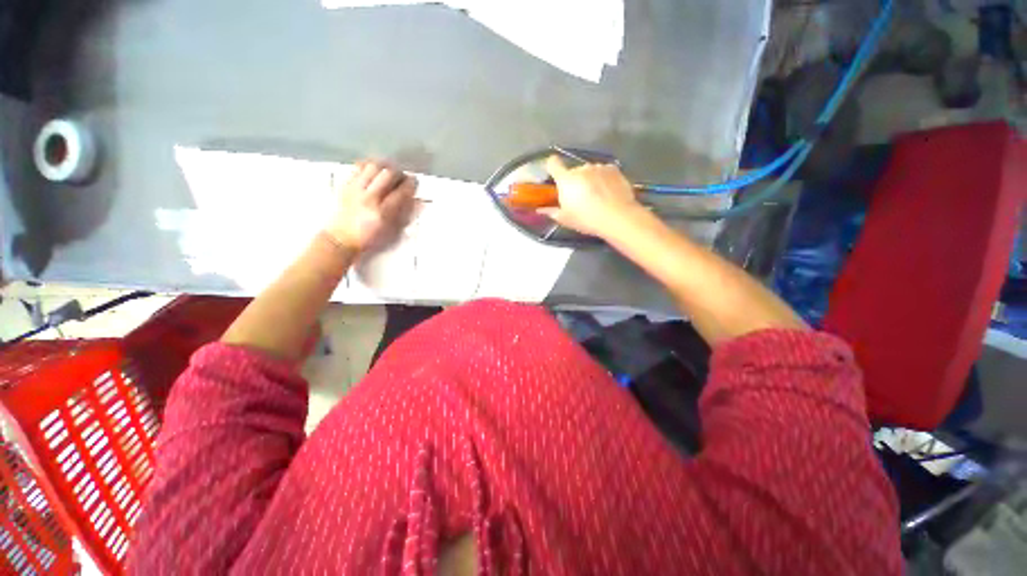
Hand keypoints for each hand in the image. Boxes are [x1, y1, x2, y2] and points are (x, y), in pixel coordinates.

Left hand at [325, 160, 416, 251]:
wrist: (341, 239)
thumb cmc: (369, 239)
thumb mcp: (391, 232)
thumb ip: (403, 216)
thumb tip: (415, 201)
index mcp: (382, 213)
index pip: (400, 192)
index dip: (410, 184)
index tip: (414, 181)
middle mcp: (369, 198)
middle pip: (387, 174)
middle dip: (398, 172)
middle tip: (402, 175)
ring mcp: (356, 189)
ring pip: (373, 167)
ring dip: (384, 165)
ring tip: (389, 169)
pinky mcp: (346, 185)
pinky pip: (358, 167)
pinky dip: (369, 165)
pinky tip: (374, 169)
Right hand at [539, 156, 644, 238]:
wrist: (617, 217)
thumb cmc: (586, 219)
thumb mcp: (566, 219)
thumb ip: (551, 212)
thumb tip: (540, 209)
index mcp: (566, 179)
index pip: (553, 163)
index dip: (552, 167)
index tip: (554, 175)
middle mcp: (581, 168)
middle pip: (573, 171)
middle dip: (574, 181)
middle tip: (579, 197)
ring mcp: (598, 167)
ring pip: (589, 171)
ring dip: (590, 179)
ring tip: (597, 196)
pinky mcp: (613, 169)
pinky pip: (603, 171)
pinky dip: (603, 179)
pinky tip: (608, 192)